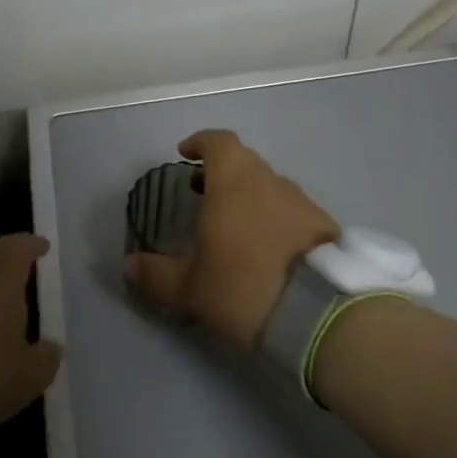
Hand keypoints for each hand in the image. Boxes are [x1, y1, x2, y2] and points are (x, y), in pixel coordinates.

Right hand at [124, 130, 338, 349]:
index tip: (185, 154)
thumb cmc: (245, 288)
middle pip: (245, 162)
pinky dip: (274, 218)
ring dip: (250, 196)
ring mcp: (303, 202)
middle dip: (221, 172)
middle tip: (203, 194)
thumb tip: (130, 264)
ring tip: (234, 226)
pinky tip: (268, 249)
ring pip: (270, 186)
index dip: (201, 143)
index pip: (219, 142)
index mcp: (234, 183)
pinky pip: (292, 210)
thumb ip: (157, 274)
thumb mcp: (191, 289)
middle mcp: (270, 182)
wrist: (323, 315)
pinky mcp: (326, 227)